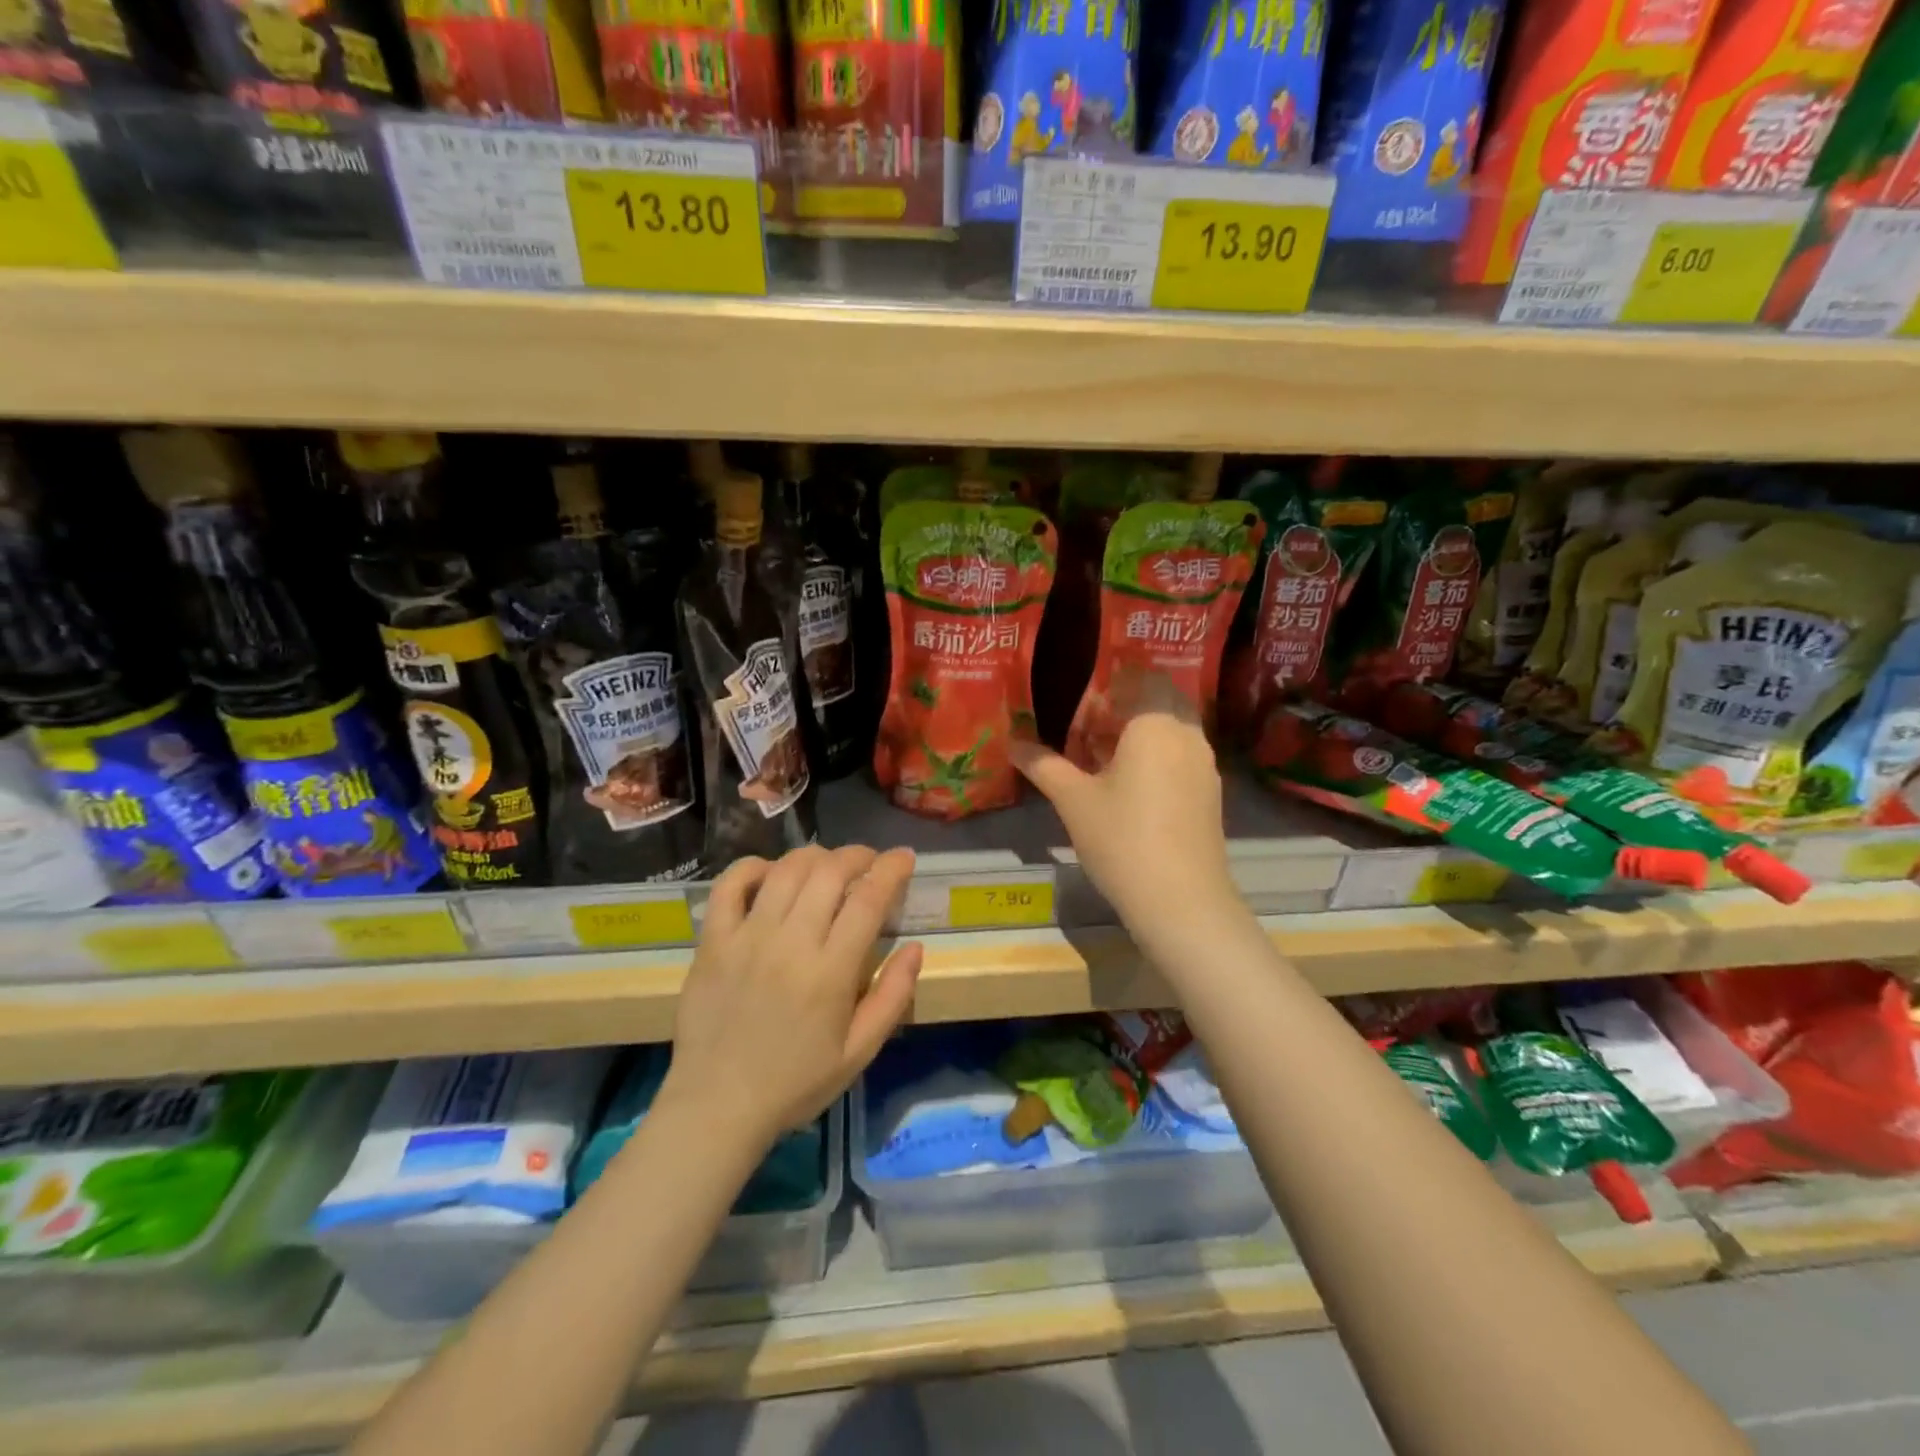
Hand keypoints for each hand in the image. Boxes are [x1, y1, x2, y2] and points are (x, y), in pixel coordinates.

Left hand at [664, 845, 922, 1148]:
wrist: (717, 1107)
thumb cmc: (796, 1083)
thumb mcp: (859, 1053)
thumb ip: (893, 997)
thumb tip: (916, 947)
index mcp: (830, 972)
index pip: (868, 899)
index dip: (891, 869)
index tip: (904, 857)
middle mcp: (790, 943)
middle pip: (829, 872)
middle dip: (857, 855)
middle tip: (869, 862)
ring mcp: (746, 938)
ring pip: (785, 870)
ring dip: (815, 856)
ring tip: (828, 865)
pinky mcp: (713, 942)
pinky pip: (729, 885)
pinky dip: (753, 867)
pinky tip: (771, 873)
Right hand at [1012, 678, 1239, 944]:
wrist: (1181, 901)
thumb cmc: (1121, 839)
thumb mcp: (1073, 800)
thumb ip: (1044, 765)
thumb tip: (1013, 744)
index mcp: (1155, 723)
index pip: (1138, 679)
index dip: (1107, 690)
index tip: (1080, 715)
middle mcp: (1187, 733)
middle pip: (1158, 700)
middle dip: (1124, 710)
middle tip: (1089, 736)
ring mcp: (1204, 764)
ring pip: (1172, 729)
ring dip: (1140, 735)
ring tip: (1104, 764)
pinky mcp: (1210, 792)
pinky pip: (1181, 756)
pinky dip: (1157, 758)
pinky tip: (1131, 791)